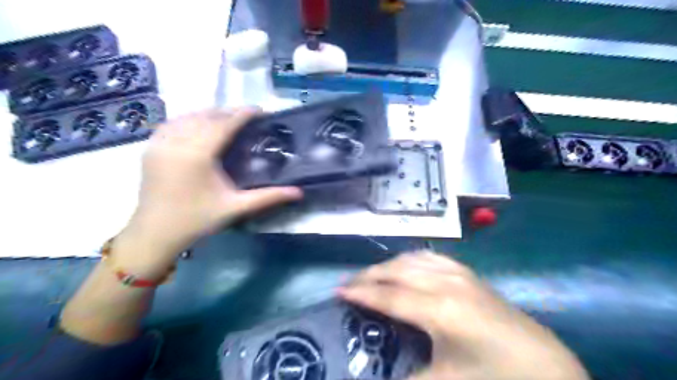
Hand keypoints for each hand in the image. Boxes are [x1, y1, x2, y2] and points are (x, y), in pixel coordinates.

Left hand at [120, 109, 302, 259]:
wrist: (154, 234)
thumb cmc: (197, 220)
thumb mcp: (236, 207)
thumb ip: (268, 197)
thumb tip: (298, 192)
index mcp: (197, 155)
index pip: (224, 124)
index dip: (243, 114)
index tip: (260, 110)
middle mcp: (176, 142)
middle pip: (206, 116)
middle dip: (229, 112)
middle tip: (248, 116)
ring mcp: (159, 143)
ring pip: (187, 117)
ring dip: (209, 114)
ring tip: (227, 119)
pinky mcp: (150, 148)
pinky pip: (171, 124)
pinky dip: (189, 119)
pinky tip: (199, 126)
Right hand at [341, 252, 590, 379]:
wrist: (547, 370)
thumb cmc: (495, 378)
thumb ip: (404, 379)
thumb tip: (371, 375)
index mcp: (439, 309)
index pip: (389, 296)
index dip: (362, 293)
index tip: (338, 291)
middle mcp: (446, 282)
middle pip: (397, 271)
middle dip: (369, 275)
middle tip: (349, 283)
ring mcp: (459, 274)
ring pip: (412, 260)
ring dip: (388, 265)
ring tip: (372, 275)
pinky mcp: (469, 274)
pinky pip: (431, 258)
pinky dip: (410, 260)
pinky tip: (406, 266)